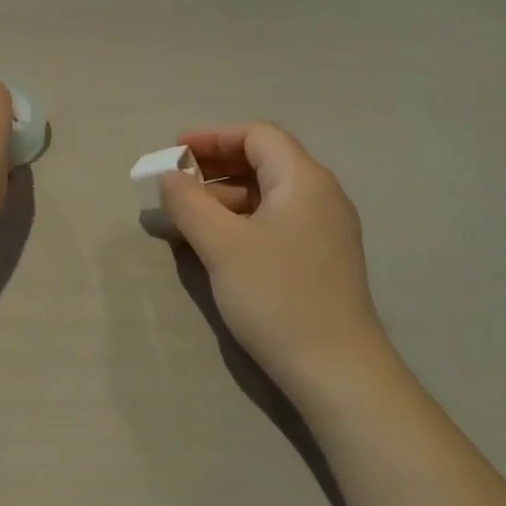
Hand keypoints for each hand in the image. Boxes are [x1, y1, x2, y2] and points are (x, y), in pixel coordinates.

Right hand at [158, 123, 390, 398]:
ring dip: (225, 197)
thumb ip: (188, 203)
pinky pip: (276, 221)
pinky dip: (242, 220)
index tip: (174, 152)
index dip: (213, 136)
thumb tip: (169, 177)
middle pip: (264, 160)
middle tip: (176, 184)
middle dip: (215, 166)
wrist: (336, 370)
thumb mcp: (221, 245)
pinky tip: (216, 244)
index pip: (257, 135)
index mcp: (303, 180)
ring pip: (268, 194)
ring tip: (187, 218)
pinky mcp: (321, 258)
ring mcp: (324, 229)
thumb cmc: (276, 296)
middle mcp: (320, 195)